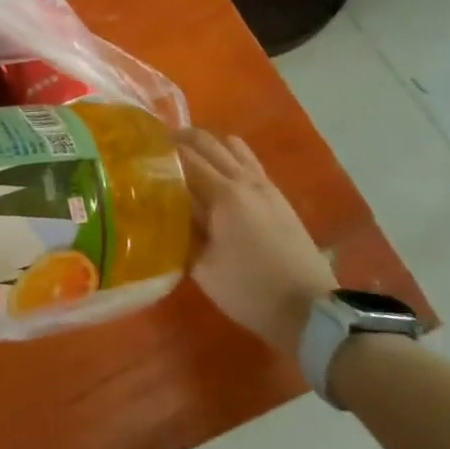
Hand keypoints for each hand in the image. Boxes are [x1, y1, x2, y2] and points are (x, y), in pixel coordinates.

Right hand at [176, 128, 335, 351]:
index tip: (138, 150)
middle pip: (209, 143)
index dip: (160, 149)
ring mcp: (266, 186)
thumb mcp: (203, 268)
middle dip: (181, 138)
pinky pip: (249, 162)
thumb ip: (182, 233)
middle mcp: (245, 181)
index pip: (185, 157)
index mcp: (223, 195)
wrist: (310, 310)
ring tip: (186, 157)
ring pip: (232, 147)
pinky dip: (229, 157)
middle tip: (156, 147)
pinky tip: (218, 176)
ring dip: (207, 145)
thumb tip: (164, 213)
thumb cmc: (249, 291)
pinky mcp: (278, 197)